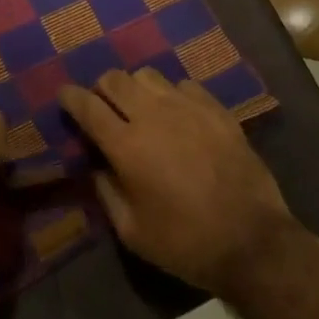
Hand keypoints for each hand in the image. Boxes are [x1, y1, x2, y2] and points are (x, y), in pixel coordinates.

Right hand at [59, 69, 293, 295]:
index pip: (86, 105)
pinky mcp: (215, 109)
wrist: (254, 243)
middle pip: (114, 79)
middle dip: (101, 88)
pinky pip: (183, 85)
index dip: (70, 97)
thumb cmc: (186, 243)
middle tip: (103, 106)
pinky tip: (178, 115)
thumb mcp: (132, 232)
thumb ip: (106, 192)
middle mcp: (151, 115)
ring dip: (135, 87)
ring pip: (147, 75)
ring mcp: (186, 107)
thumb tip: (96, 165)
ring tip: (141, 108)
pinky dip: (172, 94)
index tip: (65, 96)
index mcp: (126, 145)